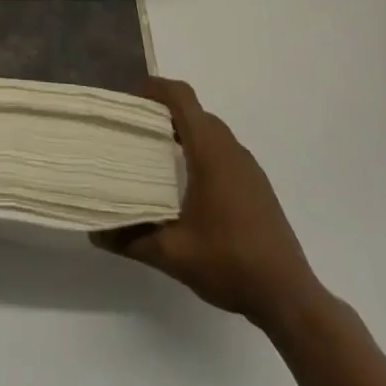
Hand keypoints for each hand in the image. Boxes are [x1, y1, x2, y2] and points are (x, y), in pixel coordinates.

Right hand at [95, 77, 326, 333]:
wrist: (289, 297)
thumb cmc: (230, 263)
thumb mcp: (172, 254)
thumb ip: (131, 239)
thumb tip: (96, 233)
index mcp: (210, 151)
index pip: (182, 98)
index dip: (154, 88)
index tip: (128, 99)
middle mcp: (231, 150)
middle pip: (195, 111)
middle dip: (163, 112)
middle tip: (133, 129)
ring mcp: (249, 168)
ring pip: (211, 132)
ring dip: (184, 132)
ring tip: (155, 155)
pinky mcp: (258, 186)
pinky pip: (224, 152)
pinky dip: (201, 151)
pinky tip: (187, 185)